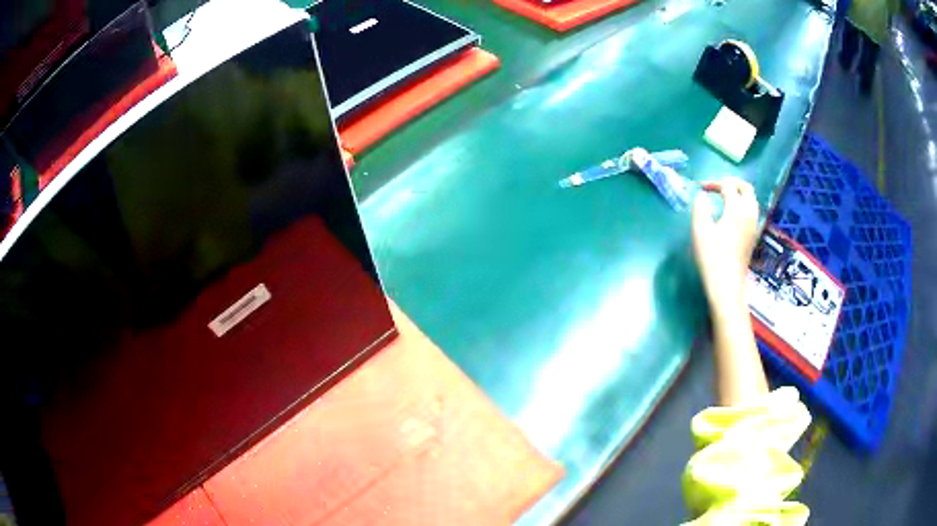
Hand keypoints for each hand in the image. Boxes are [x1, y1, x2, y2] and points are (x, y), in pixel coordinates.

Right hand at [692, 177, 759, 313]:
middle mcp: (749, 214)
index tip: (700, 189)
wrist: (727, 285)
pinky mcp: (753, 236)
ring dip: (739, 194)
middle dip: (732, 183)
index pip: (728, 185)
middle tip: (718, 186)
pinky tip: (731, 214)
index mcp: (736, 209)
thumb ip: (700, 207)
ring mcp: (754, 225)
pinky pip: (752, 211)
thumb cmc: (712, 258)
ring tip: (724, 198)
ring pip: (751, 200)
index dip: (714, 183)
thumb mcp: (700, 230)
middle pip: (746, 188)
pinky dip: (743, 205)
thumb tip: (702, 196)